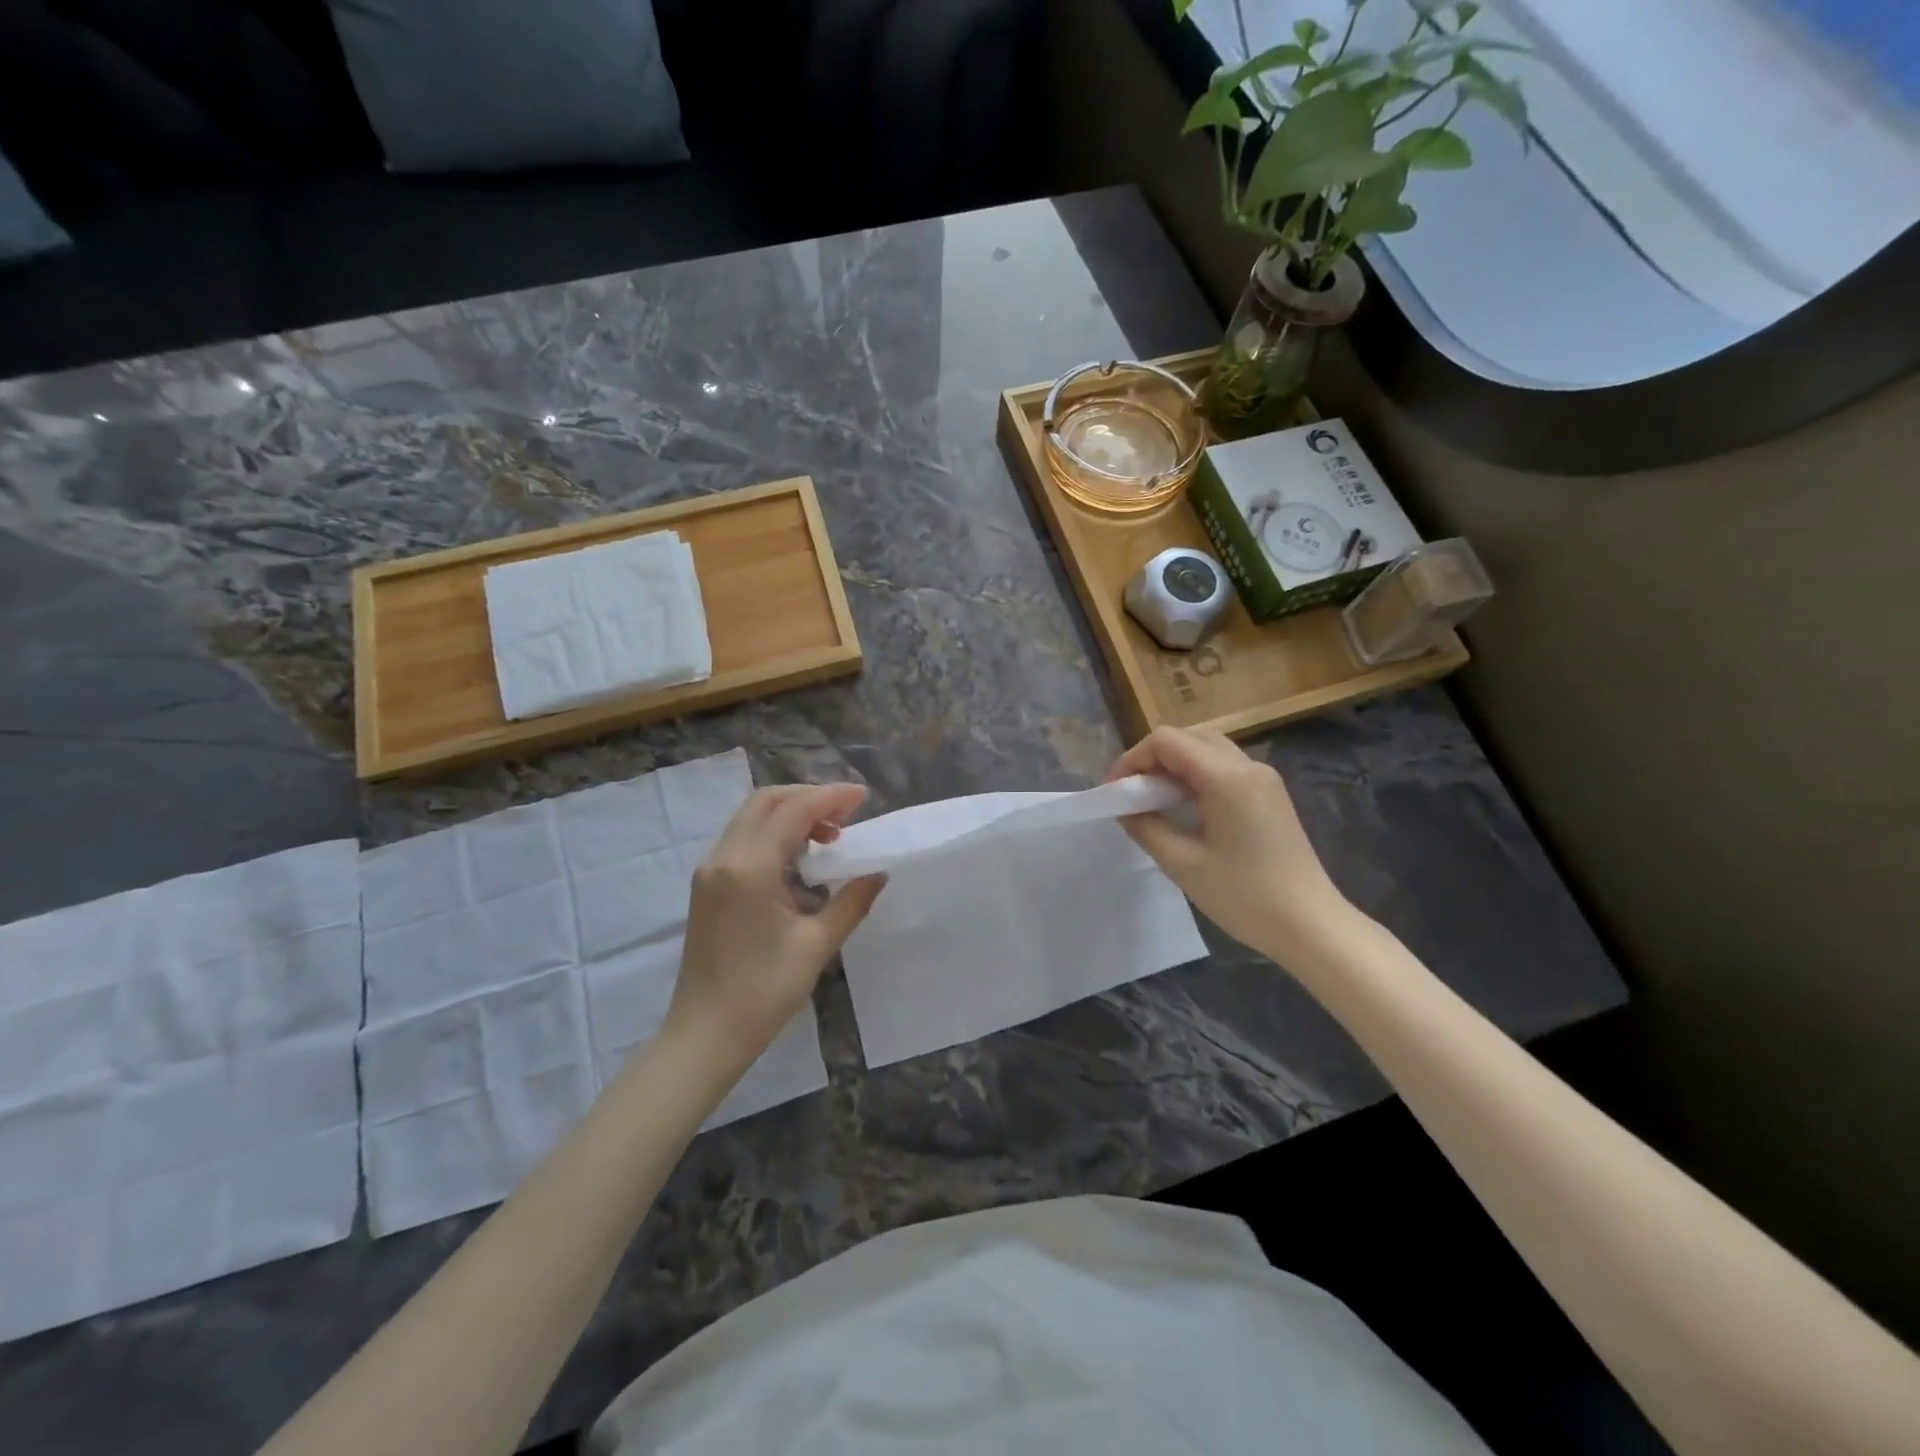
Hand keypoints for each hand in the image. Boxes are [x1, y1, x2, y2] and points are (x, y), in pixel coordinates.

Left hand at [666, 784, 885, 1071]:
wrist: (704, 1035)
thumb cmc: (763, 993)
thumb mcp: (817, 945)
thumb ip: (852, 901)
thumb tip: (878, 872)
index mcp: (750, 868)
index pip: (793, 810)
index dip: (830, 797)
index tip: (864, 797)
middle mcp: (724, 857)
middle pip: (766, 801)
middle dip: (809, 797)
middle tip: (847, 814)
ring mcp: (710, 870)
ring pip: (751, 816)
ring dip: (791, 813)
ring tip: (829, 836)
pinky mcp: (707, 885)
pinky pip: (743, 838)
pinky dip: (774, 832)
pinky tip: (800, 858)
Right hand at [1112, 726, 1358, 968]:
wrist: (1310, 924)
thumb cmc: (1244, 896)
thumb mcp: (1182, 863)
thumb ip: (1146, 827)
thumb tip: (1124, 807)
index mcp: (1226, 777)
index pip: (1166, 740)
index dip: (1133, 759)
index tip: (1116, 792)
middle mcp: (1247, 766)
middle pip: (1188, 737)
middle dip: (1152, 759)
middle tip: (1133, 795)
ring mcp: (1264, 779)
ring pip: (1207, 749)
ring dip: (1174, 766)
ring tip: (1155, 802)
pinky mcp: (1270, 794)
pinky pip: (1224, 767)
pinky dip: (1196, 776)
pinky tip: (1185, 809)